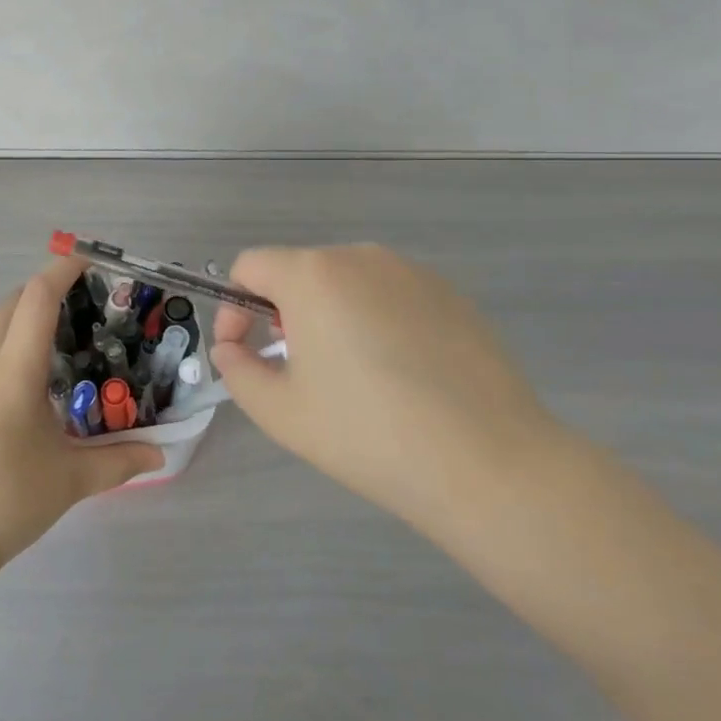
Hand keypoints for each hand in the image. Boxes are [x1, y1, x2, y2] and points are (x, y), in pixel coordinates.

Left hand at [0, 257, 161, 578]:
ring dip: (20, 315)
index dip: (62, 271)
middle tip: (81, 303)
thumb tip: (160, 453)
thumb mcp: (68, 481)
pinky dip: (3, 341)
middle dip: (44, 291)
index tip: (88, 260)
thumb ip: (118, 461)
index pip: (36, 298)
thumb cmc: (3, 501)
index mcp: (12, 369)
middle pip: (11, 302)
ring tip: (55, 337)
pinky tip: (22, 377)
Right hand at [210, 245, 562, 544]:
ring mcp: (412, 273)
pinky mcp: (452, 295)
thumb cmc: (368, 434)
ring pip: (346, 283)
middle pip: (299, 271)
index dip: (233, 307)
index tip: (244, 353)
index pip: (250, 266)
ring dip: (329, 316)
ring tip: (350, 376)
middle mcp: (361, 257)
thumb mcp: (280, 411)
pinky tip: (400, 376)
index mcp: (313, 275)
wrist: (488, 463)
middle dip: (283, 314)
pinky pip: (390, 296)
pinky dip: (376, 321)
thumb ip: (237, 370)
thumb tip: (232, 348)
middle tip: (297, 371)